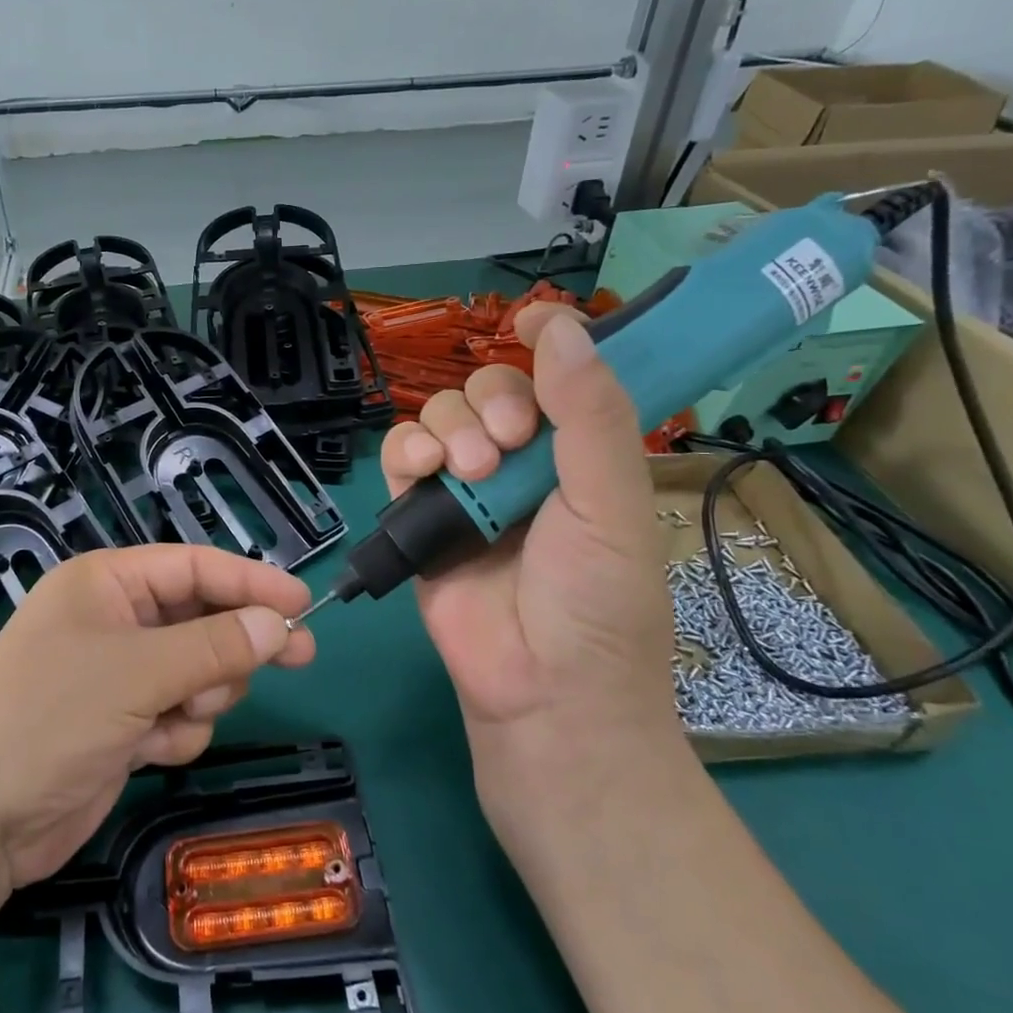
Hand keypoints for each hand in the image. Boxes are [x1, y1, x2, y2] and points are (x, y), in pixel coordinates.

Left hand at [0, 545, 315, 888]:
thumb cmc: (49, 718)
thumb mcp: (137, 673)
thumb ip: (216, 646)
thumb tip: (281, 624)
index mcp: (106, 584)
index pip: (194, 567)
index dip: (251, 582)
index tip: (303, 604)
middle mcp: (115, 621)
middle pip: (202, 619)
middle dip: (234, 645)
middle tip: (299, 657)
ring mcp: (119, 675)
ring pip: (199, 670)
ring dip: (202, 694)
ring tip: (176, 714)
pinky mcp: (124, 724)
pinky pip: (180, 713)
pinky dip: (177, 731)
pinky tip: (149, 750)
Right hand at [379, 307, 679, 810]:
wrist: (541, 692)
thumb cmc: (596, 602)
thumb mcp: (611, 505)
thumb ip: (591, 416)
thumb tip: (562, 326)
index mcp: (580, 454)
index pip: (562, 377)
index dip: (550, 341)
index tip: (532, 320)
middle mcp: (524, 462)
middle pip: (490, 389)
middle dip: (494, 404)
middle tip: (509, 444)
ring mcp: (467, 488)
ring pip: (441, 416)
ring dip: (451, 430)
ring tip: (468, 473)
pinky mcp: (420, 515)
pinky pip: (401, 456)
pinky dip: (406, 451)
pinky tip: (424, 471)